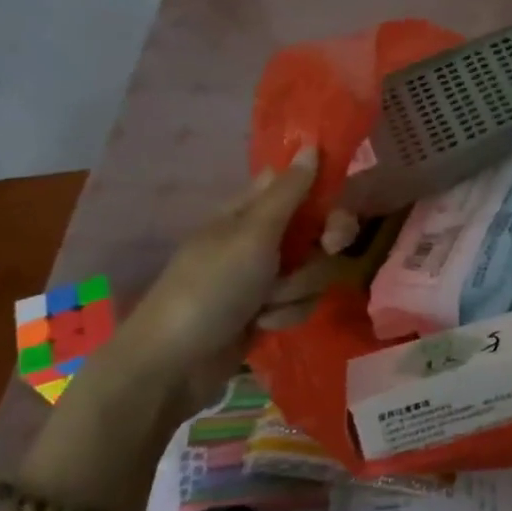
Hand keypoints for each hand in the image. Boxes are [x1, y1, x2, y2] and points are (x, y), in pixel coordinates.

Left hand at [113, 147, 319, 407]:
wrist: (174, 364)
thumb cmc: (210, 288)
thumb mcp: (252, 234)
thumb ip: (289, 193)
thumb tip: (311, 146)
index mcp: (248, 212)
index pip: (296, 186)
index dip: (322, 194)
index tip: (337, 207)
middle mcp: (258, 241)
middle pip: (316, 231)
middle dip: (323, 247)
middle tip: (328, 249)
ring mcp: (263, 279)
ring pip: (314, 271)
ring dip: (297, 290)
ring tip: (266, 305)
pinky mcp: (267, 312)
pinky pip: (301, 303)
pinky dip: (286, 315)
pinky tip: (262, 326)